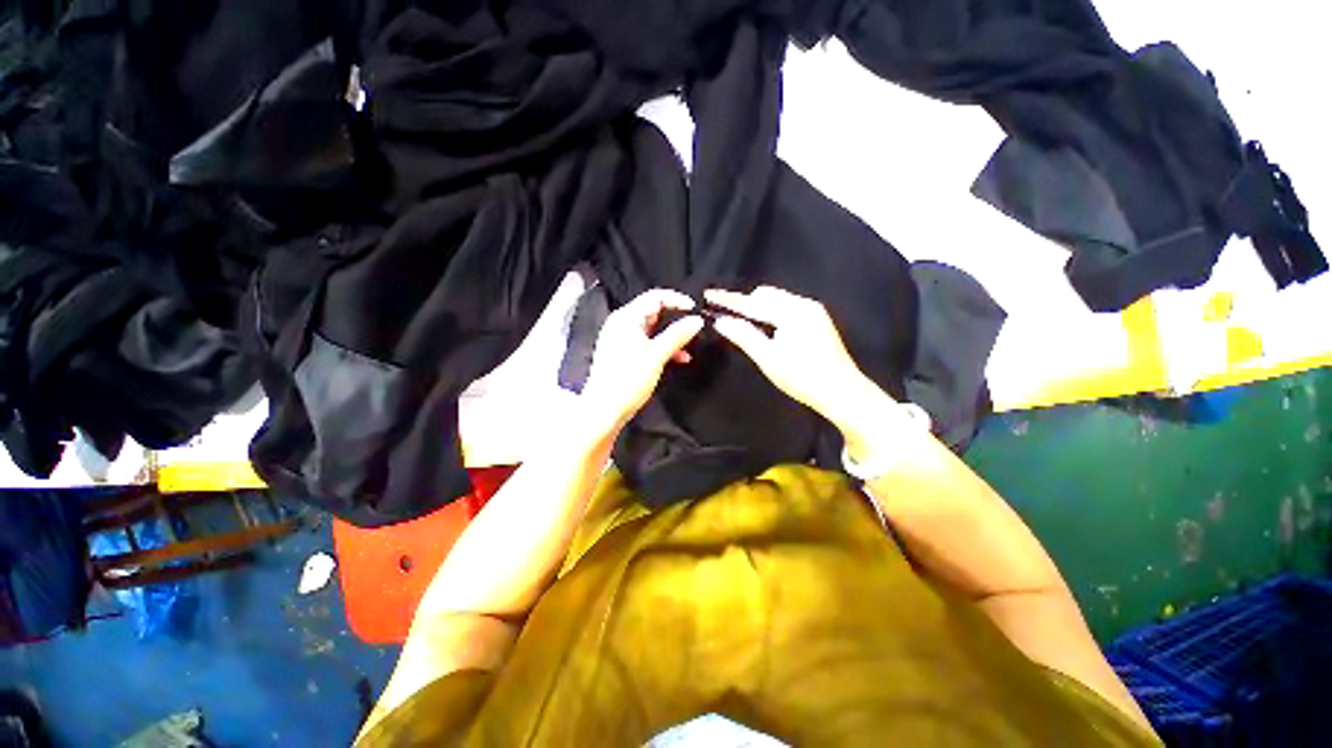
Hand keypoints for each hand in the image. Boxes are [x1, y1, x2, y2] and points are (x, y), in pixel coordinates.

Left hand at [581, 289, 703, 432]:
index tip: (696, 310)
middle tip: (695, 328)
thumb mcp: (657, 356)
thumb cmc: (629, 380)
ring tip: (689, 347)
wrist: (604, 410)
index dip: (678, 300)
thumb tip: (697, 320)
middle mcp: (622, 323)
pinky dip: (662, 347)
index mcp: (626, 317)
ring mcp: (621, 338)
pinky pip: (646, 341)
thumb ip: (678, 335)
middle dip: (676, 319)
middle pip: (653, 311)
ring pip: (652, 328)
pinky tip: (678, 358)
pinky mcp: (623, 352)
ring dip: (671, 335)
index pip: (655, 297)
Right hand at [704, 286, 888, 431]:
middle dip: (746, 303)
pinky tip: (768, 329)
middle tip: (728, 317)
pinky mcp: (818, 320)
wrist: (843, 392)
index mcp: (792, 312)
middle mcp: (804, 304)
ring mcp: (814, 311)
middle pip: (766, 295)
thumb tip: (721, 321)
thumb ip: (744, 335)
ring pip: (778, 300)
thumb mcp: (768, 358)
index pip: (752, 303)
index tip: (709, 295)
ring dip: (759, 308)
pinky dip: (773, 313)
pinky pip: (788, 308)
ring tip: (745, 324)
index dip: (729, 300)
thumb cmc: (802, 377)